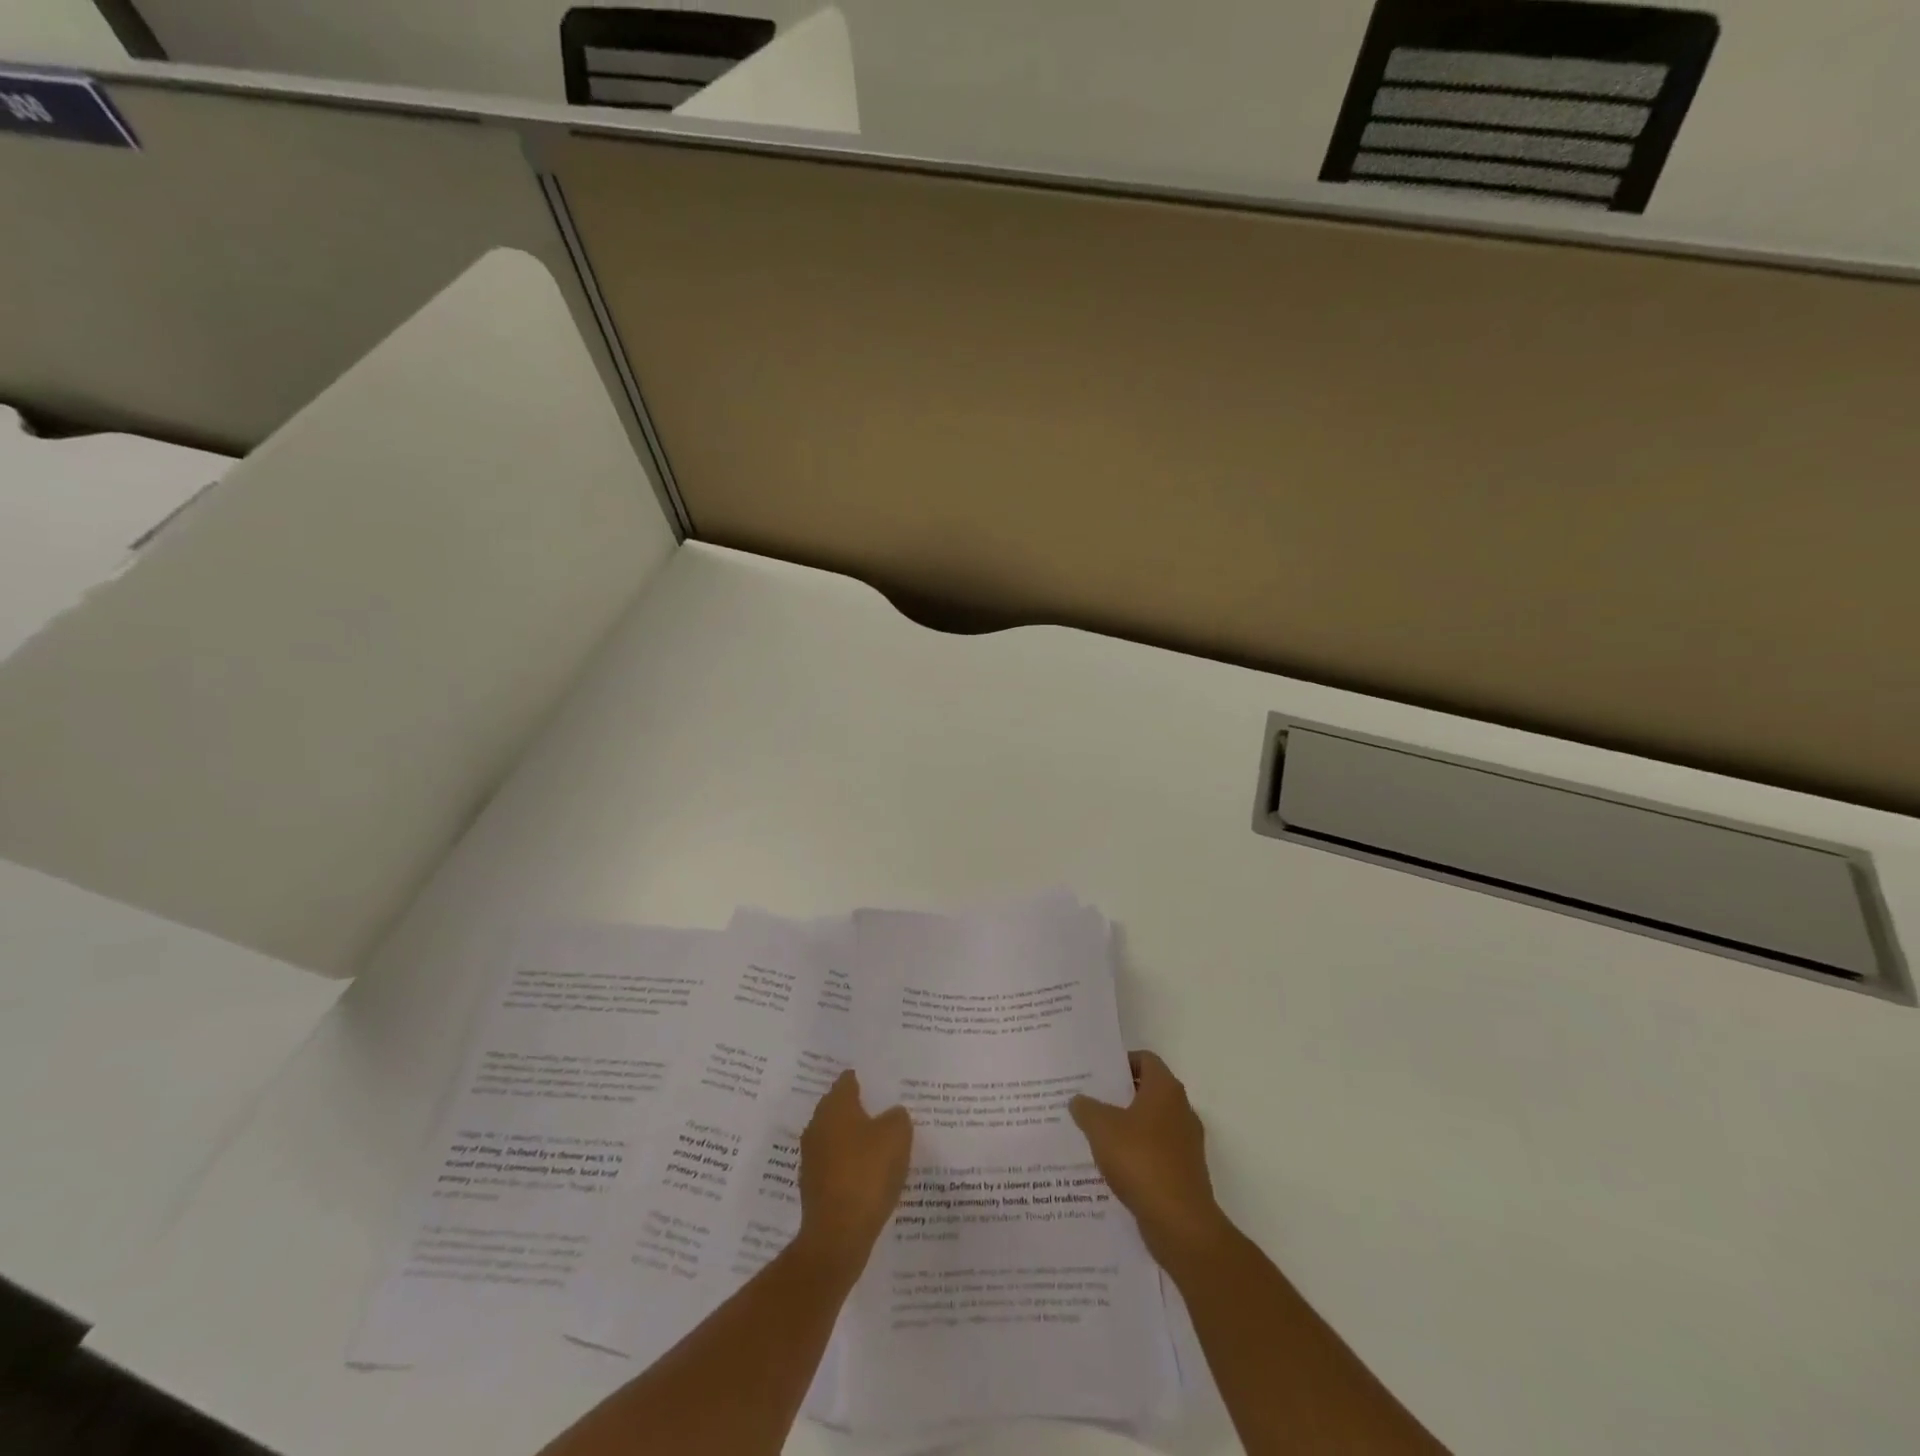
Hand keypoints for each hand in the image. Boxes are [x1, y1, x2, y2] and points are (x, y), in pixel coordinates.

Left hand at [797, 1070, 912, 1272]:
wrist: (837, 1235)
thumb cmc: (867, 1173)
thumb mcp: (897, 1135)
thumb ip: (897, 1117)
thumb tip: (891, 1115)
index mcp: (835, 1106)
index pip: (848, 1081)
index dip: (866, 1080)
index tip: (882, 1084)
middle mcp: (817, 1125)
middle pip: (840, 1109)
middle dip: (861, 1110)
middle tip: (887, 1112)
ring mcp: (811, 1157)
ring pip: (837, 1138)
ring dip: (855, 1140)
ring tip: (882, 1146)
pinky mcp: (813, 1186)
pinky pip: (836, 1165)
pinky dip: (850, 1166)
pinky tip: (869, 1176)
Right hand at [1070, 1051, 1227, 1267]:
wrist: (1180, 1223)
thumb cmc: (1141, 1161)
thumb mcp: (1101, 1128)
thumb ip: (1086, 1108)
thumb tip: (1079, 1100)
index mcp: (1165, 1090)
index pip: (1145, 1059)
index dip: (1121, 1062)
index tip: (1097, 1073)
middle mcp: (1181, 1110)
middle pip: (1148, 1091)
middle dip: (1119, 1095)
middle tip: (1089, 1100)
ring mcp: (1186, 1143)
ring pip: (1151, 1124)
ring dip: (1127, 1127)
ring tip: (1095, 1134)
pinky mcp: (1185, 1172)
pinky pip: (1156, 1152)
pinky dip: (1137, 1154)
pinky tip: (1113, 1166)